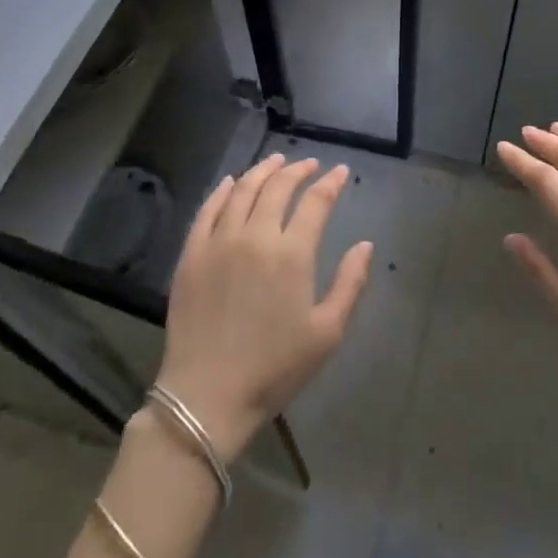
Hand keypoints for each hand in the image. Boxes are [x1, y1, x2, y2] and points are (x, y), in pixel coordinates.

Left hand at [156, 154, 372, 459]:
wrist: (207, 396)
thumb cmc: (275, 368)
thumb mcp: (327, 332)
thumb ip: (350, 283)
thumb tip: (365, 244)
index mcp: (292, 254)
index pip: (316, 202)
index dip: (330, 183)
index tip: (340, 172)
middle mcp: (256, 236)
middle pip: (278, 187)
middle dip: (297, 170)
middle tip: (308, 164)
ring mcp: (219, 242)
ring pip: (243, 191)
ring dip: (262, 171)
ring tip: (275, 161)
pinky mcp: (191, 255)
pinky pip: (207, 210)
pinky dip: (222, 190)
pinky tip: (232, 182)